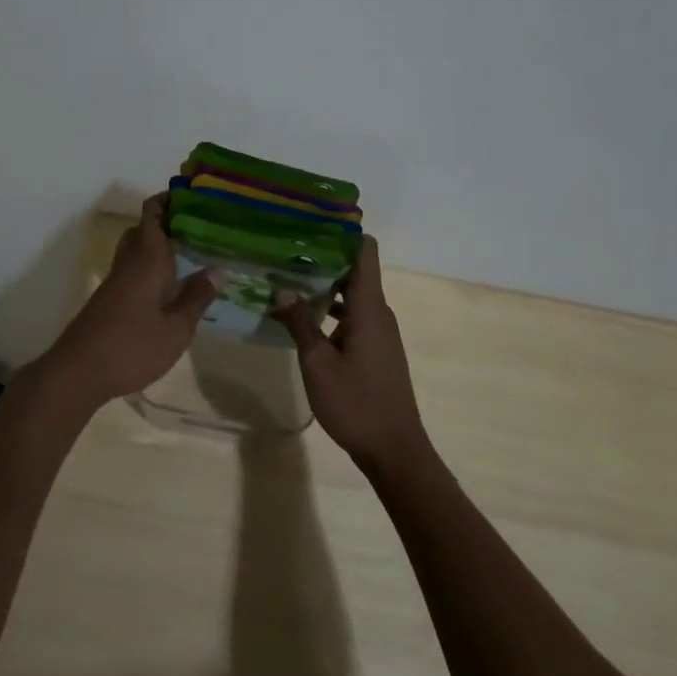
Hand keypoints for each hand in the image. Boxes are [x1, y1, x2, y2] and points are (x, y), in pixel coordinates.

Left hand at [42, 196, 219, 407]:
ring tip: (191, 254)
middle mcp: (130, 259)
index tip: (195, 197)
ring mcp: (116, 278)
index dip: (170, 198)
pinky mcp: (110, 296)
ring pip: (138, 247)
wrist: (79, 370)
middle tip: (201, 227)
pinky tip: (171, 286)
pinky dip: (152, 265)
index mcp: (148, 256)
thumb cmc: (133, 345)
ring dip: (160, 245)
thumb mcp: (177, 327)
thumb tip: (219, 269)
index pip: (153, 211)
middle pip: (145, 226)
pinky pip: (134, 267)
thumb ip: (198, 296)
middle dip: (170, 221)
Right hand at [272, 237, 430, 475]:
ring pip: (351, 294)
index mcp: (369, 307)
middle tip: (285, 250)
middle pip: (354, 269)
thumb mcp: (317, 363)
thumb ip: (300, 322)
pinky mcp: (376, 350)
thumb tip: (281, 288)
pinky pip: (353, 315)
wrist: (395, 451)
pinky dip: (330, 310)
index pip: (364, 251)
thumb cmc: (356, 403)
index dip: (342, 233)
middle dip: (322, 257)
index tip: (311, 224)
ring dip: (323, 286)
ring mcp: (379, 332)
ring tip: (286, 279)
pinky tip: (303, 317)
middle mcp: (378, 312)